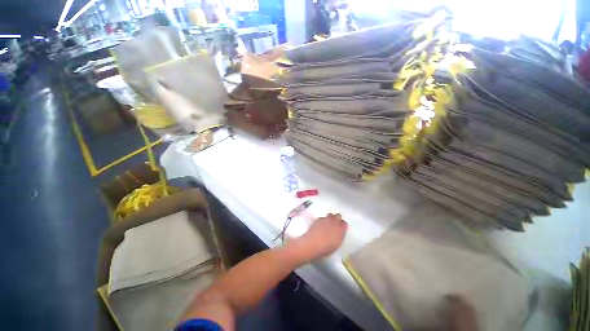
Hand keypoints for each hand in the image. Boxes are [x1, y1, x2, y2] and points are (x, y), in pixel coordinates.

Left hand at [295, 213, 347, 259]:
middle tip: (335, 224)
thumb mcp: (336, 245)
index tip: (341, 228)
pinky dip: (323, 220)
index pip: (344, 223)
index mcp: (340, 230)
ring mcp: (326, 219)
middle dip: (337, 218)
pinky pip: (323, 217)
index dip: (342, 225)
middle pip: (338, 216)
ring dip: (330, 218)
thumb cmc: (325, 249)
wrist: (311, 244)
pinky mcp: (318, 219)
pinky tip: (321, 224)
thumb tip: (339, 232)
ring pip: (330, 215)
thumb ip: (339, 236)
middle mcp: (334, 222)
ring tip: (328, 223)